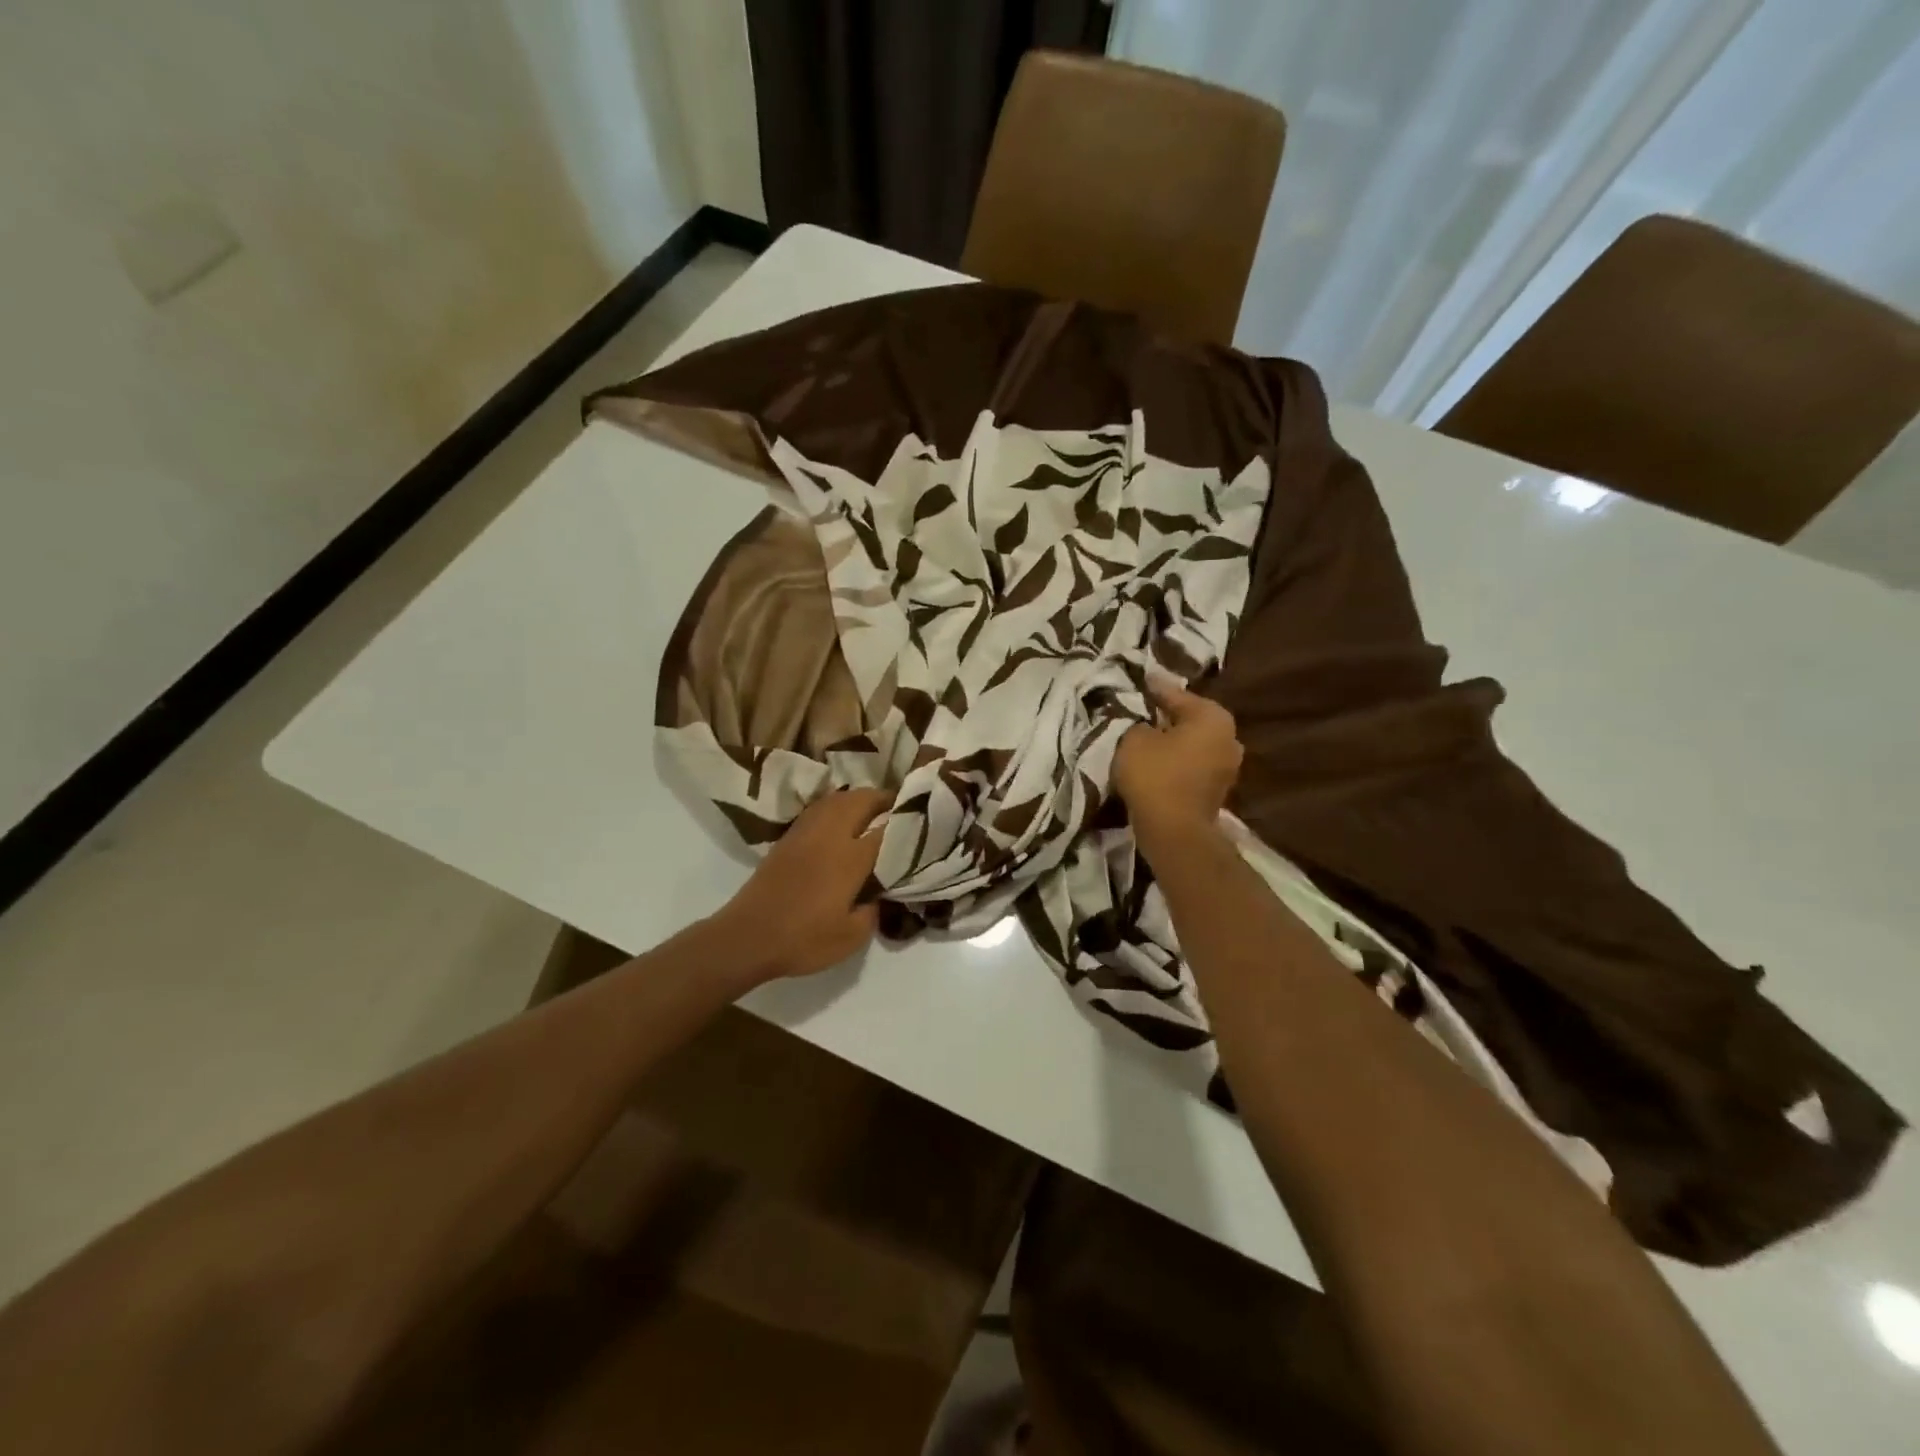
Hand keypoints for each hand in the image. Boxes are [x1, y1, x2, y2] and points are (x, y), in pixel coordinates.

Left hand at [709, 787, 889, 982]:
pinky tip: (841, 819)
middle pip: (861, 801)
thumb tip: (879, 894)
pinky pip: (819, 809)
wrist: (747, 936)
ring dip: (858, 798)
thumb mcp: (851, 937)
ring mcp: (805, 833)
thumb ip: (873, 911)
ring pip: (837, 800)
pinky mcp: (787, 838)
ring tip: (873, 808)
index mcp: (850, 858)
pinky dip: (836, 806)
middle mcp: (830, 836)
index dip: (907, 823)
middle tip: (900, 808)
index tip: (923, 823)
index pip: (886, 830)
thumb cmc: (803, 940)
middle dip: (883, 799)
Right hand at [1112, 678, 1242, 844]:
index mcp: (1213, 717)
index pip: (1176, 694)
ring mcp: (1227, 767)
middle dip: (1166, 716)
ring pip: (1192, 744)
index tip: (1140, 679)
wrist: (1174, 831)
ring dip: (1171, 742)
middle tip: (1140, 709)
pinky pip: (1191, 766)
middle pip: (1189, 719)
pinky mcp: (1216, 791)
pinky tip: (1154, 762)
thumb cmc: (1155, 775)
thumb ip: (1138, 722)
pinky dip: (1175, 762)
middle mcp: (1229, 737)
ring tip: (1144, 738)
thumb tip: (1144, 721)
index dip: (1153, 688)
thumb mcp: (1134, 739)